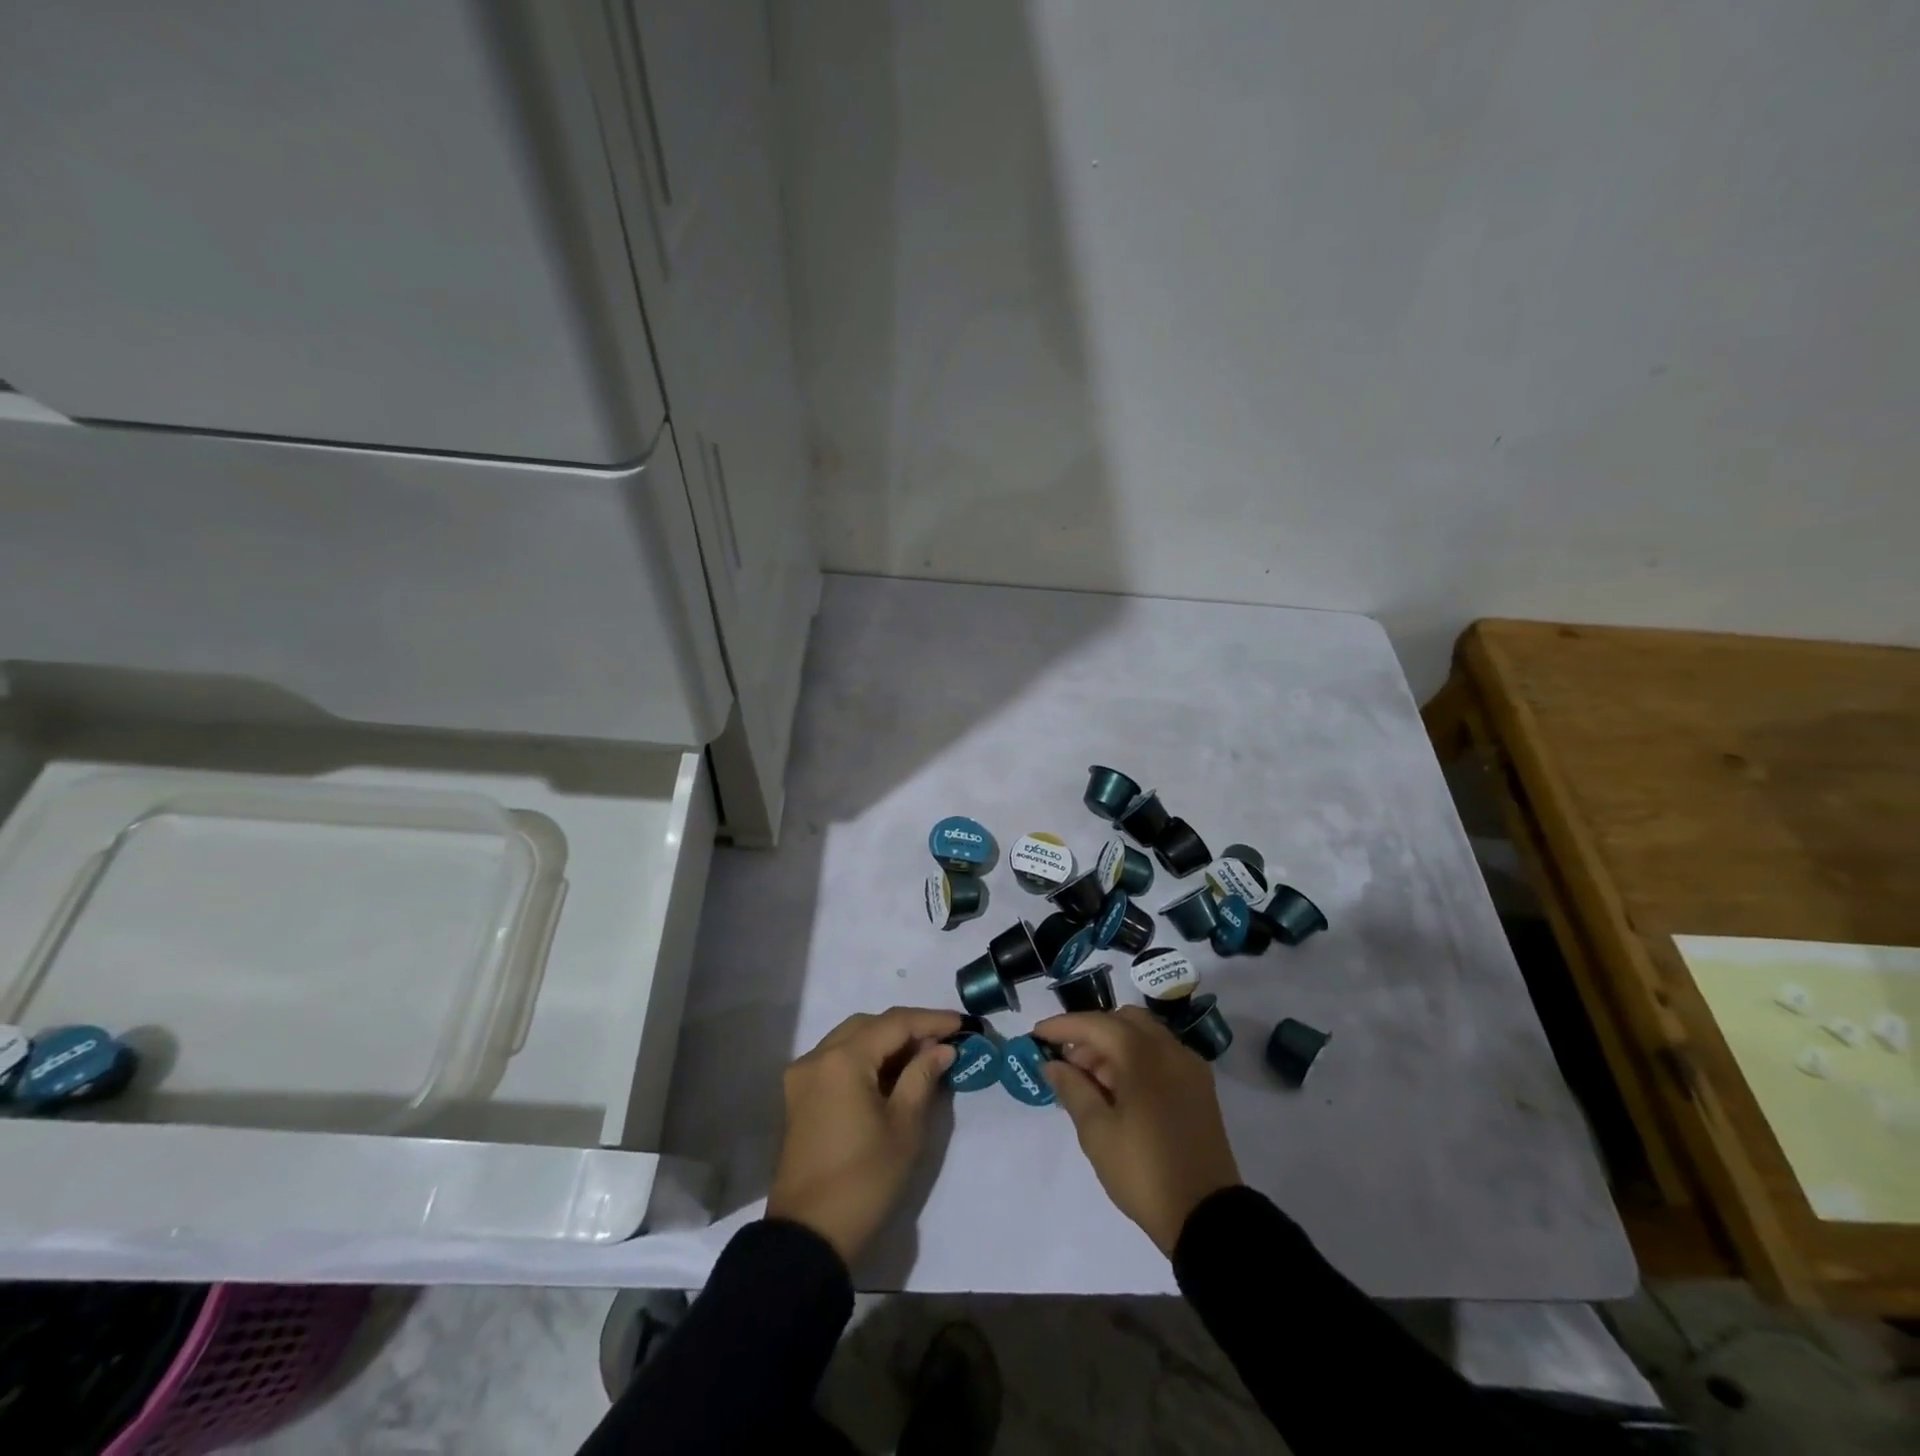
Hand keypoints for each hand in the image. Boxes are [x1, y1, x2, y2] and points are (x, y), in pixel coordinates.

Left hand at [766, 1007, 960, 1264]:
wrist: (809, 1236)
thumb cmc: (864, 1181)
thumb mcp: (904, 1127)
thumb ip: (922, 1077)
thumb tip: (942, 1048)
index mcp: (843, 1060)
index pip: (893, 1023)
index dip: (930, 1020)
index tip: (961, 1024)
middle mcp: (818, 1057)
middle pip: (869, 1025)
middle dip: (907, 1028)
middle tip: (943, 1041)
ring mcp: (803, 1076)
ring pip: (851, 1039)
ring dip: (886, 1042)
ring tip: (922, 1056)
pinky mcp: (799, 1095)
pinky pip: (837, 1059)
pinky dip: (865, 1058)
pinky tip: (892, 1074)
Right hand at [1034, 1006, 1241, 1253]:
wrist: (1207, 1217)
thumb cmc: (1144, 1171)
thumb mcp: (1097, 1133)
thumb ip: (1072, 1089)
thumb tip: (1053, 1064)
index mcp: (1143, 1054)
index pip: (1095, 1024)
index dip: (1062, 1026)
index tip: (1036, 1035)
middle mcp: (1170, 1049)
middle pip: (1123, 1021)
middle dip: (1092, 1034)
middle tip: (1068, 1063)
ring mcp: (1189, 1067)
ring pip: (1145, 1036)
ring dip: (1114, 1047)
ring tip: (1090, 1082)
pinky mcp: (1200, 1088)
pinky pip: (1162, 1056)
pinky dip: (1137, 1060)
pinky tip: (1120, 1091)